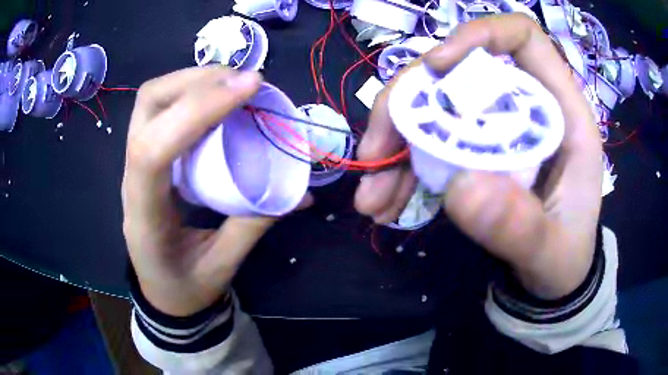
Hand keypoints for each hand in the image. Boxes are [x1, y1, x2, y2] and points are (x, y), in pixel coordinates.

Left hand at [122, 67, 275, 315]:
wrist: (161, 291)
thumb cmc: (185, 287)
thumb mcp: (221, 266)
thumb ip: (252, 224)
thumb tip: (299, 192)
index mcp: (144, 214)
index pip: (154, 149)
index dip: (198, 110)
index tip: (250, 87)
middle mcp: (132, 178)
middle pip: (148, 105)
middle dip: (195, 81)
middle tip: (244, 82)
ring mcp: (136, 162)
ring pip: (153, 99)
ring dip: (196, 81)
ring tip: (236, 85)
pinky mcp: (148, 155)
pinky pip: (164, 109)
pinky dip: (194, 94)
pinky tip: (221, 101)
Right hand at [355, 14, 602, 299]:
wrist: (554, 276)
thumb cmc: (566, 258)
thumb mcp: (553, 252)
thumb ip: (521, 227)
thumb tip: (461, 187)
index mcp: (561, 113)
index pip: (521, 38)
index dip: (478, 35)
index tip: (438, 65)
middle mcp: (524, 106)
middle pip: (457, 72)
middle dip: (408, 104)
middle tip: (374, 156)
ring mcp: (495, 127)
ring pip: (434, 107)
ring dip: (395, 145)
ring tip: (371, 198)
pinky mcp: (475, 151)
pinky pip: (430, 143)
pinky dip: (401, 169)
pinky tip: (384, 202)